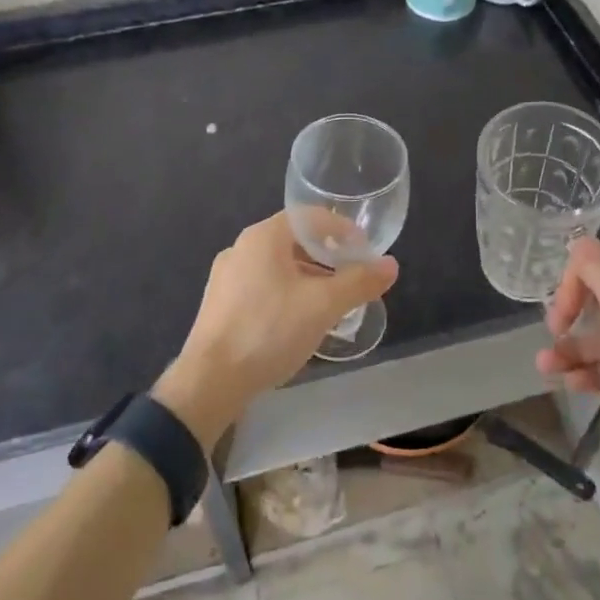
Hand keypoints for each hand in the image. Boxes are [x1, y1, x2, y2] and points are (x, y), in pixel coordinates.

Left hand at [155, 213, 397, 448]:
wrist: (209, 382)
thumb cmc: (268, 331)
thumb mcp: (322, 306)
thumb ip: (358, 282)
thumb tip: (391, 265)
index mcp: (264, 236)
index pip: (311, 217)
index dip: (343, 230)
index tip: (365, 252)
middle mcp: (242, 247)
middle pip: (294, 241)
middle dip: (327, 257)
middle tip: (353, 279)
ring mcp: (226, 276)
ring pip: (278, 266)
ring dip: (308, 278)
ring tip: (331, 303)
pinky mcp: (220, 304)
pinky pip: (262, 286)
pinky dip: (287, 293)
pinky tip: (298, 321)